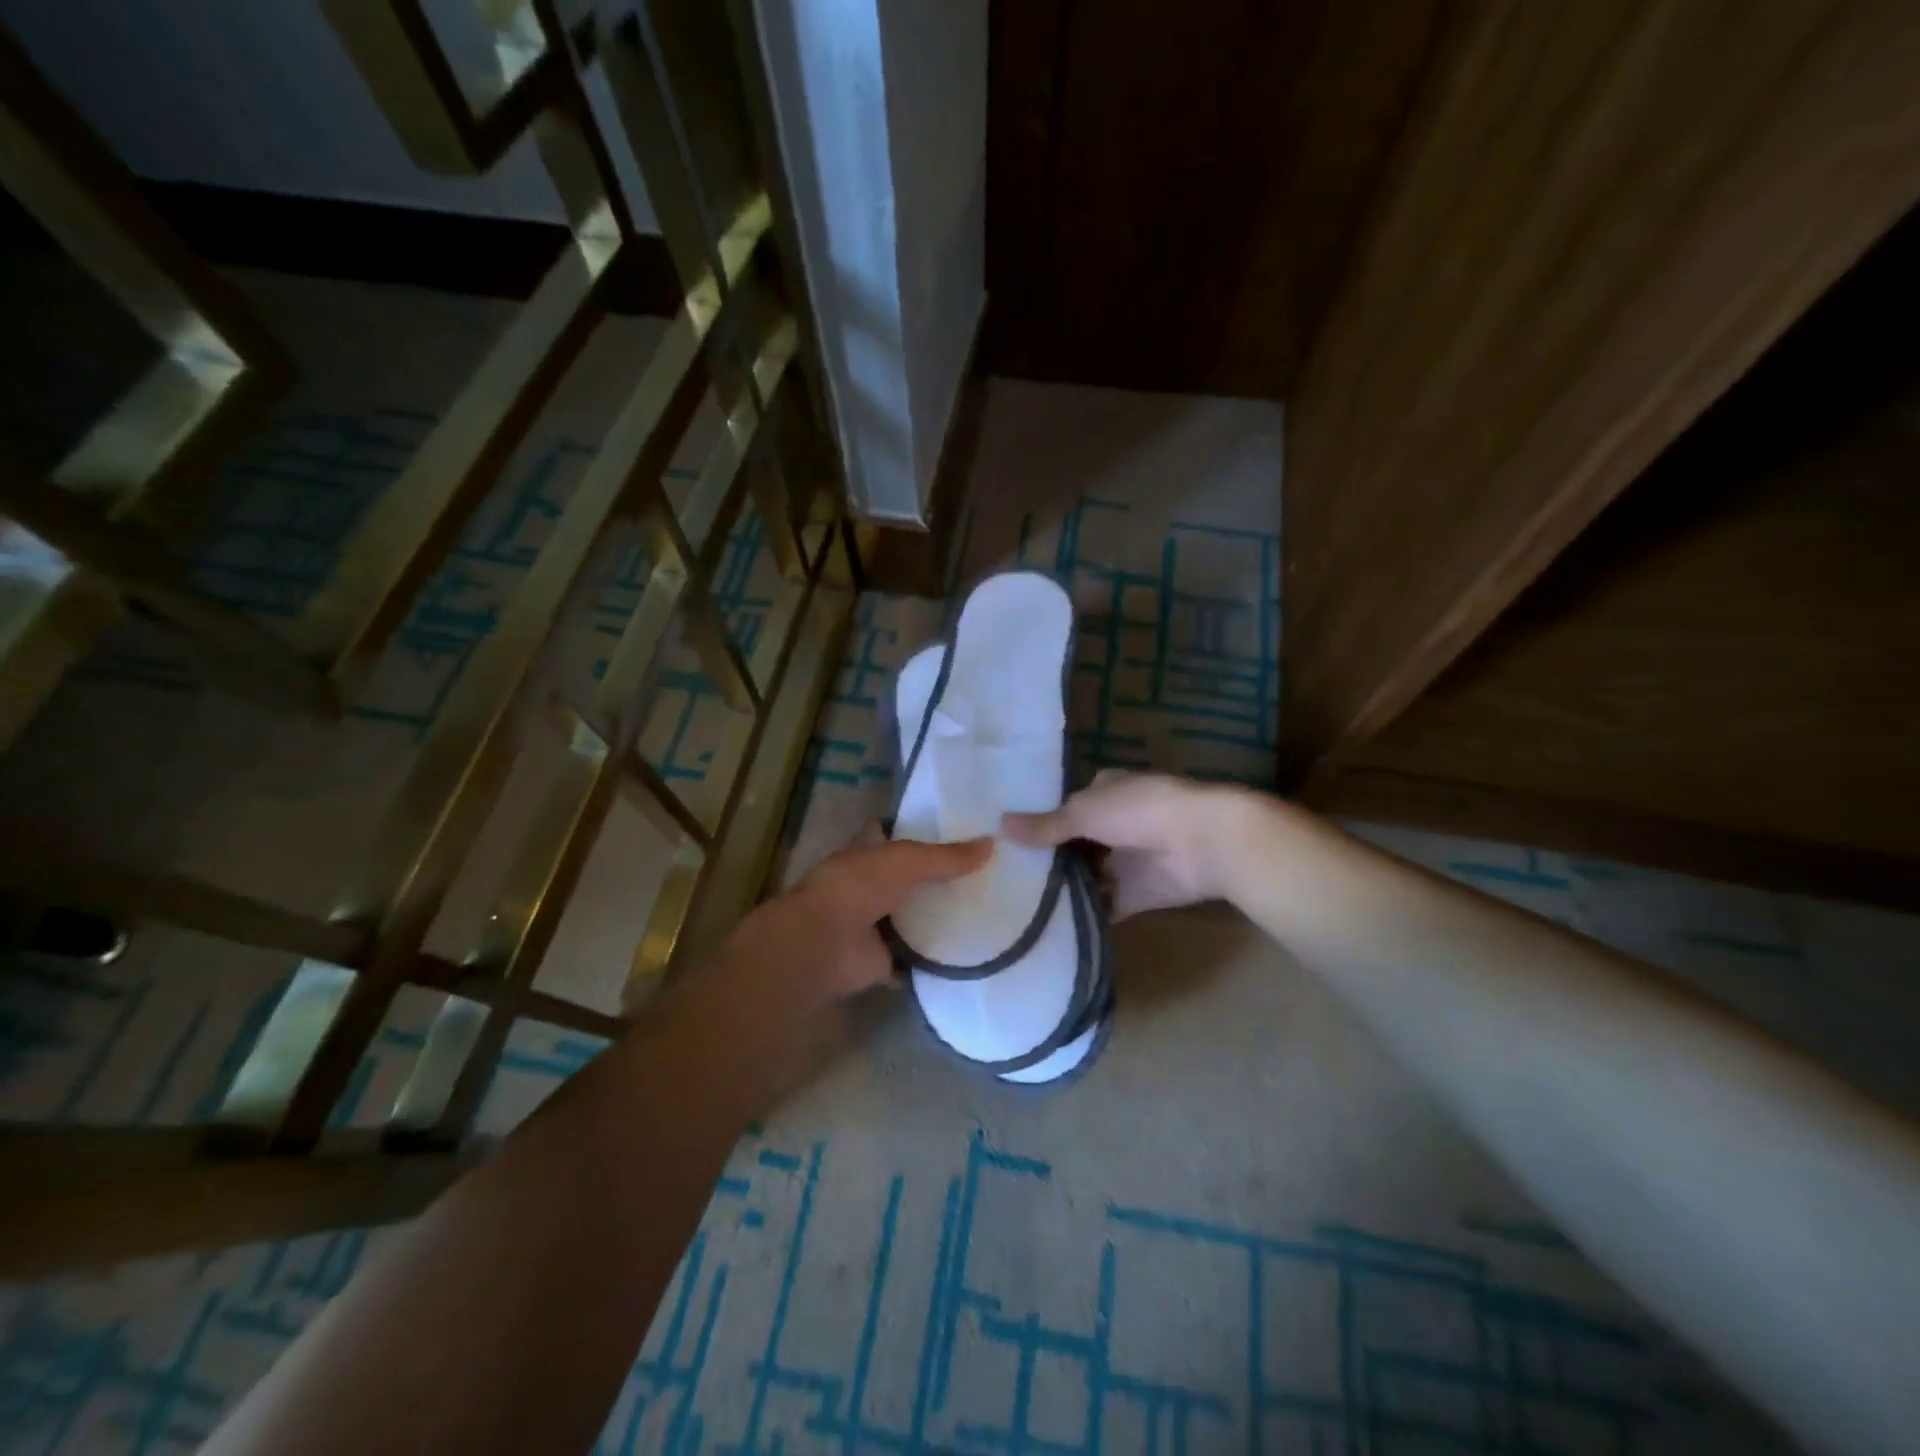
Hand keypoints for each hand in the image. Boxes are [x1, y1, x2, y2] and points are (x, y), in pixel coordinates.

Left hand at [723, 824, 991, 1004]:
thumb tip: (991, 843)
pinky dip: (933, 960)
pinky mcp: (882, 959)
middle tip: (981, 874)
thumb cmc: (857, 887)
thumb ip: (947, 856)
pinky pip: (915, 959)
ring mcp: (873, 924)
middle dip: (933, 877)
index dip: (910, 827)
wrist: (824, 944)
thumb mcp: (907, 861)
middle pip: (904, 878)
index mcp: (864, 852)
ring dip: (936, 919)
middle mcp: (867, 885)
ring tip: (985, 911)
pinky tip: (968, 953)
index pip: (886, 832)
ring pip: (910, 918)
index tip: (948, 827)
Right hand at [1002, 770, 1242, 919]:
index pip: (1064, 808)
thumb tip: (1001, 825)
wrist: (1204, 843)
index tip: (1004, 841)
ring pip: (1085, 877)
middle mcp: (1112, 826)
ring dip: (1061, 889)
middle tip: (1001, 878)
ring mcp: (1124, 862)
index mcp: (1103, 794)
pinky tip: (1048, 926)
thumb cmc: (1141, 811)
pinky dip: (1082, 915)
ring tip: (1015, 906)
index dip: (1038, 823)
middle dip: (1046, 860)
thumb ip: (1046, 825)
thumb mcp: (1085, 812)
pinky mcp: (1134, 895)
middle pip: (1072, 846)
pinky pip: (1102, 906)